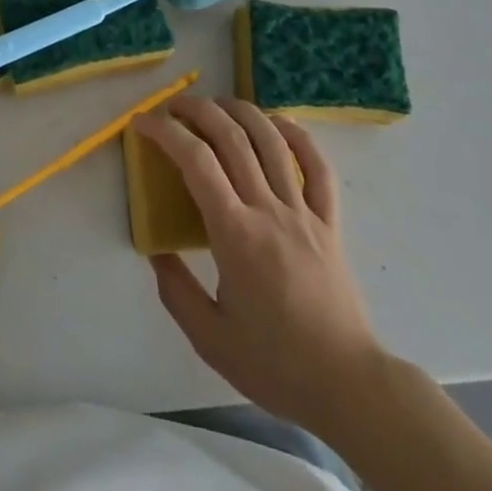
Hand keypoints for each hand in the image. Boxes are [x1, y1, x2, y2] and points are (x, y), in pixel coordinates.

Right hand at [138, 96, 381, 432]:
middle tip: (174, 106)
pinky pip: (318, 167)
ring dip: (242, 111)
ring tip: (218, 103)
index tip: (143, 123)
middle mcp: (268, 210)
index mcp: (235, 235)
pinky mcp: (330, 222)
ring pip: (272, 141)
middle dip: (198, 111)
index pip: (196, 162)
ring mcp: (304, 212)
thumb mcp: (209, 338)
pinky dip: (298, 136)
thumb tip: (156, 251)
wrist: (348, 386)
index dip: (166, 133)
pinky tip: (278, 123)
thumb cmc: (275, 365)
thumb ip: (176, 290)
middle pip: (232, 138)